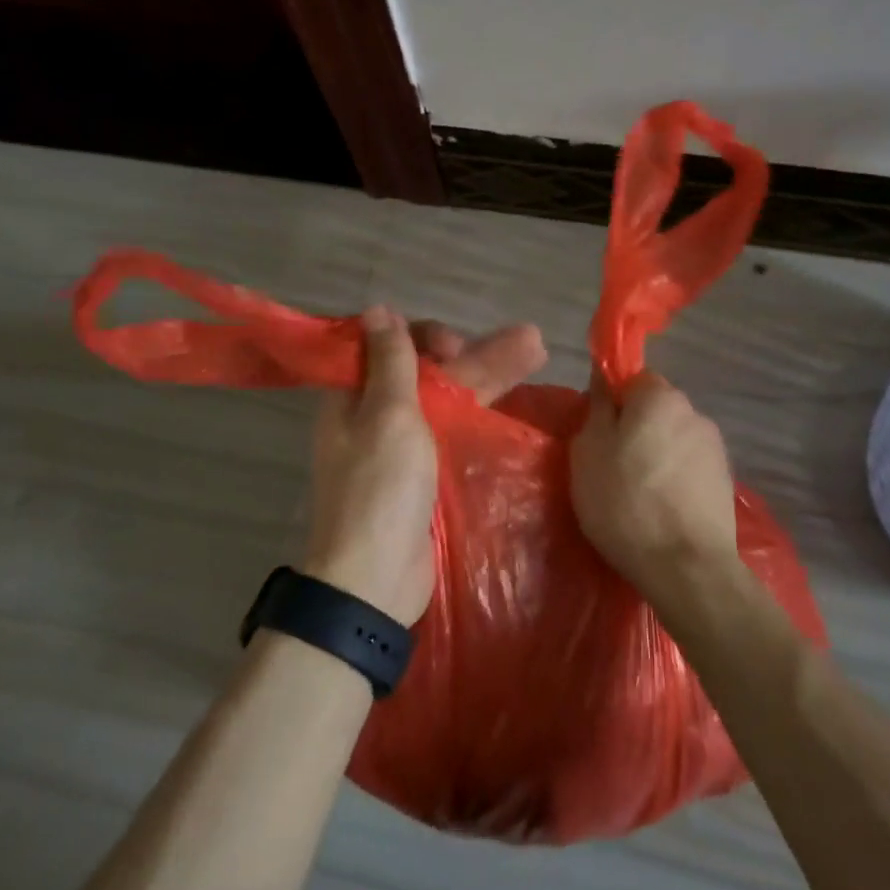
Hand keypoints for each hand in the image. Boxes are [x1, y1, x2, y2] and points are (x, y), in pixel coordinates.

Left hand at [303, 309, 543, 624]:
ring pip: (447, 399)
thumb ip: (391, 362)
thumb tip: (377, 310)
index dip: (423, 335)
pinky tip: (516, 401)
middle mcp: (375, 415)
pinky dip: (481, 412)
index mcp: (353, 396)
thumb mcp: (387, 415)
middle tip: (526, 342)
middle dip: (474, 353)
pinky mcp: (425, 473)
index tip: (453, 344)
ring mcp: (402, 446)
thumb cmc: (379, 488)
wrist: (376, 578)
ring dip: (489, 376)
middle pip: (427, 371)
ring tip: (537, 352)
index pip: (387, 345)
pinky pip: (453, 431)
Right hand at [571, 371, 741, 607]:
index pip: (633, 379)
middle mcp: (694, 412)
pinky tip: (662, 510)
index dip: (613, 404)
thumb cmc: (625, 502)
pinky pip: (689, 469)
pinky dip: (674, 481)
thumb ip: (598, 408)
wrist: (685, 566)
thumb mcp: (589, 451)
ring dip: (656, 457)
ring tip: (638, 496)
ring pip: (673, 440)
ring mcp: (715, 449)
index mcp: (660, 397)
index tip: (598, 435)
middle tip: (611, 467)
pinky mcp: (725, 482)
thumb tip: (604, 377)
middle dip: (636, 431)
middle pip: (656, 411)